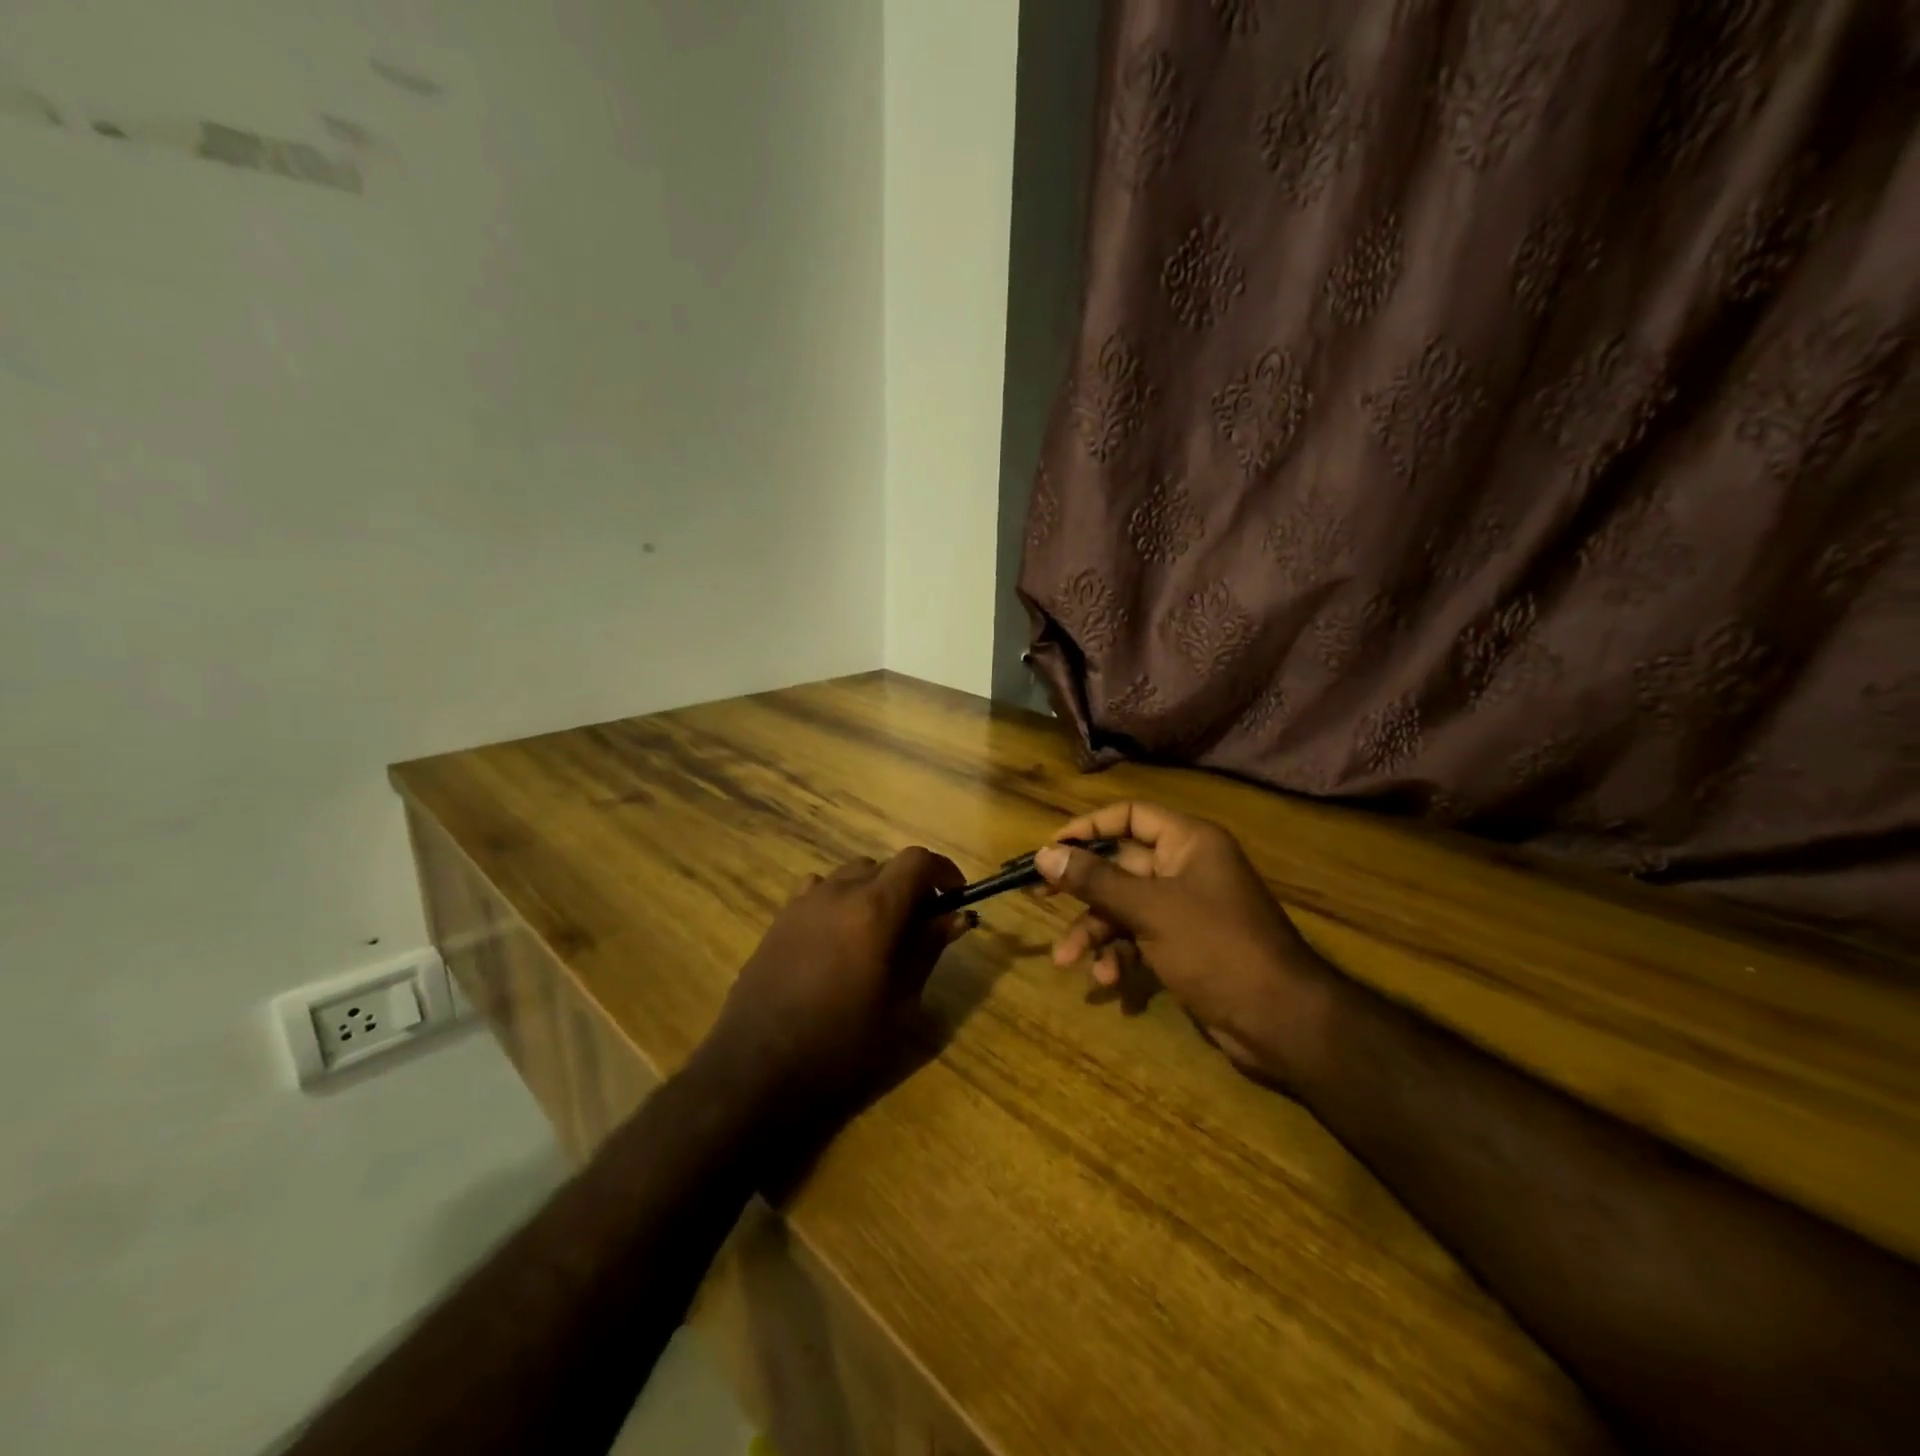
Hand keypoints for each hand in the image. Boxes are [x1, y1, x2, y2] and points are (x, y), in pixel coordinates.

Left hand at [700, 848, 970, 1112]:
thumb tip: (956, 916)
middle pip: (885, 865)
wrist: (758, 1072)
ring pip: (851, 874)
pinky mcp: (779, 919)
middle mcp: (838, 892)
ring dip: (875, 890)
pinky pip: (818, 890)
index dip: (943, 871)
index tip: (956, 897)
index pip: (917, 861)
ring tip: (880, 932)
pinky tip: (838, 937)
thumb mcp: (899, 1003)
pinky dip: (839, 899)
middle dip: (911, 886)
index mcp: (874, 909)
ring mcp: (803, 902)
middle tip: (923, 926)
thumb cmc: (842, 1046)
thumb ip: (927, 950)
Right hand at [1034, 802, 1335, 1083]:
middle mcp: (1186, 868)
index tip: (1050, 848)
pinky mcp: (1184, 946)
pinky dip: (1120, 955)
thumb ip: (1095, 880)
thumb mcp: (1149, 909)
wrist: (1280, 1020)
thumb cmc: (1216, 947)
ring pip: (1125, 906)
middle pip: (1121, 864)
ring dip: (1095, 930)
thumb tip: (1044, 853)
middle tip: (1038, 895)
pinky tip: (1107, 980)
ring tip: (1067, 959)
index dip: (1088, 828)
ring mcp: (1185, 909)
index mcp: (1189, 842)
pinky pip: (1140, 938)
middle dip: (1082, 887)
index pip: (1130, 816)